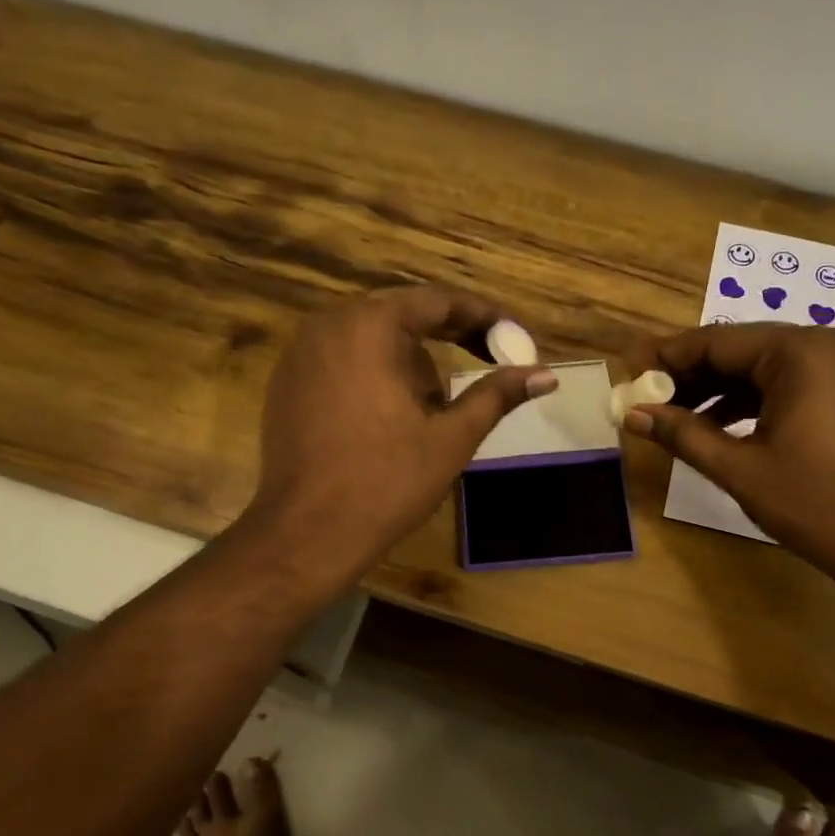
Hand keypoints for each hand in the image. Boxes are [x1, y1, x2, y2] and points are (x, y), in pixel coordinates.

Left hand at [246, 286, 556, 584]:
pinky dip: (376, 375)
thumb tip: (546, 376)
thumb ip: (497, 395)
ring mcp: (301, 354)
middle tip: (488, 361)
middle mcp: (329, 325)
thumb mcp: (451, 437)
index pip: (437, 302)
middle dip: (448, 338)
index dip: (482, 316)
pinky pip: (344, 361)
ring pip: (372, 340)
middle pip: (403, 316)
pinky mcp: (287, 383)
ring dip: (410, 361)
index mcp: (370, 327)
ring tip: (434, 407)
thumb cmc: (386, 482)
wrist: (306, 533)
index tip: (513, 335)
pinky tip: (391, 417)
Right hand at [624, 323, 834, 596]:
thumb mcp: (739, 469)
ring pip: (767, 366)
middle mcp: (829, 342)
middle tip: (648, 399)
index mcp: (802, 352)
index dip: (668, 358)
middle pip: (742, 350)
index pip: (717, 342)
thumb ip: (682, 434)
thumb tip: (632, 414)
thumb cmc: (816, 506)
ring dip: (721, 389)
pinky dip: (755, 399)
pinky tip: (721, 424)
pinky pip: (793, 380)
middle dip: (693, 375)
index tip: (631, 371)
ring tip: (677, 417)